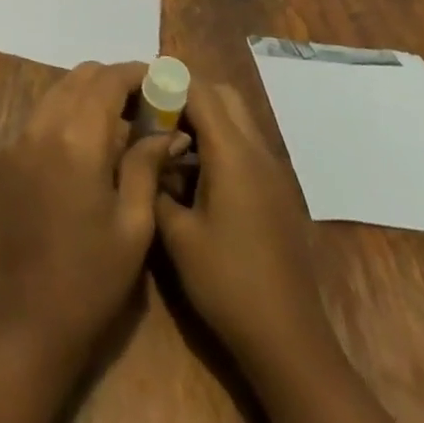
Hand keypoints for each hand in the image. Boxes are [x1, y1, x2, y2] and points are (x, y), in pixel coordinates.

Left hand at [0, 61, 174, 358]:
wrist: (30, 322)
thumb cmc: (94, 278)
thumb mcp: (134, 223)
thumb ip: (147, 163)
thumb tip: (168, 129)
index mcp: (77, 138)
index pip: (108, 80)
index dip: (138, 73)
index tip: (162, 81)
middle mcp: (41, 126)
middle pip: (80, 77)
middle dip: (114, 81)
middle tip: (145, 104)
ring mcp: (17, 141)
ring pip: (57, 92)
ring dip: (88, 95)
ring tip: (120, 123)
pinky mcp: (4, 159)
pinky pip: (39, 118)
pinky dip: (65, 115)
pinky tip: (86, 146)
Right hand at [153, 80, 334, 366]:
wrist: (289, 342)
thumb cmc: (228, 283)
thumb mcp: (176, 234)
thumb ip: (155, 183)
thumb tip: (143, 155)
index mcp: (233, 154)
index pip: (199, 90)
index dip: (167, 80)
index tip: (135, 86)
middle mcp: (257, 152)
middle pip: (223, 95)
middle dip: (186, 93)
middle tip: (151, 112)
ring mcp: (272, 172)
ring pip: (236, 119)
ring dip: (203, 117)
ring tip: (166, 141)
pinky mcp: (276, 193)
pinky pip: (245, 145)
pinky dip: (218, 142)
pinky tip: (192, 174)